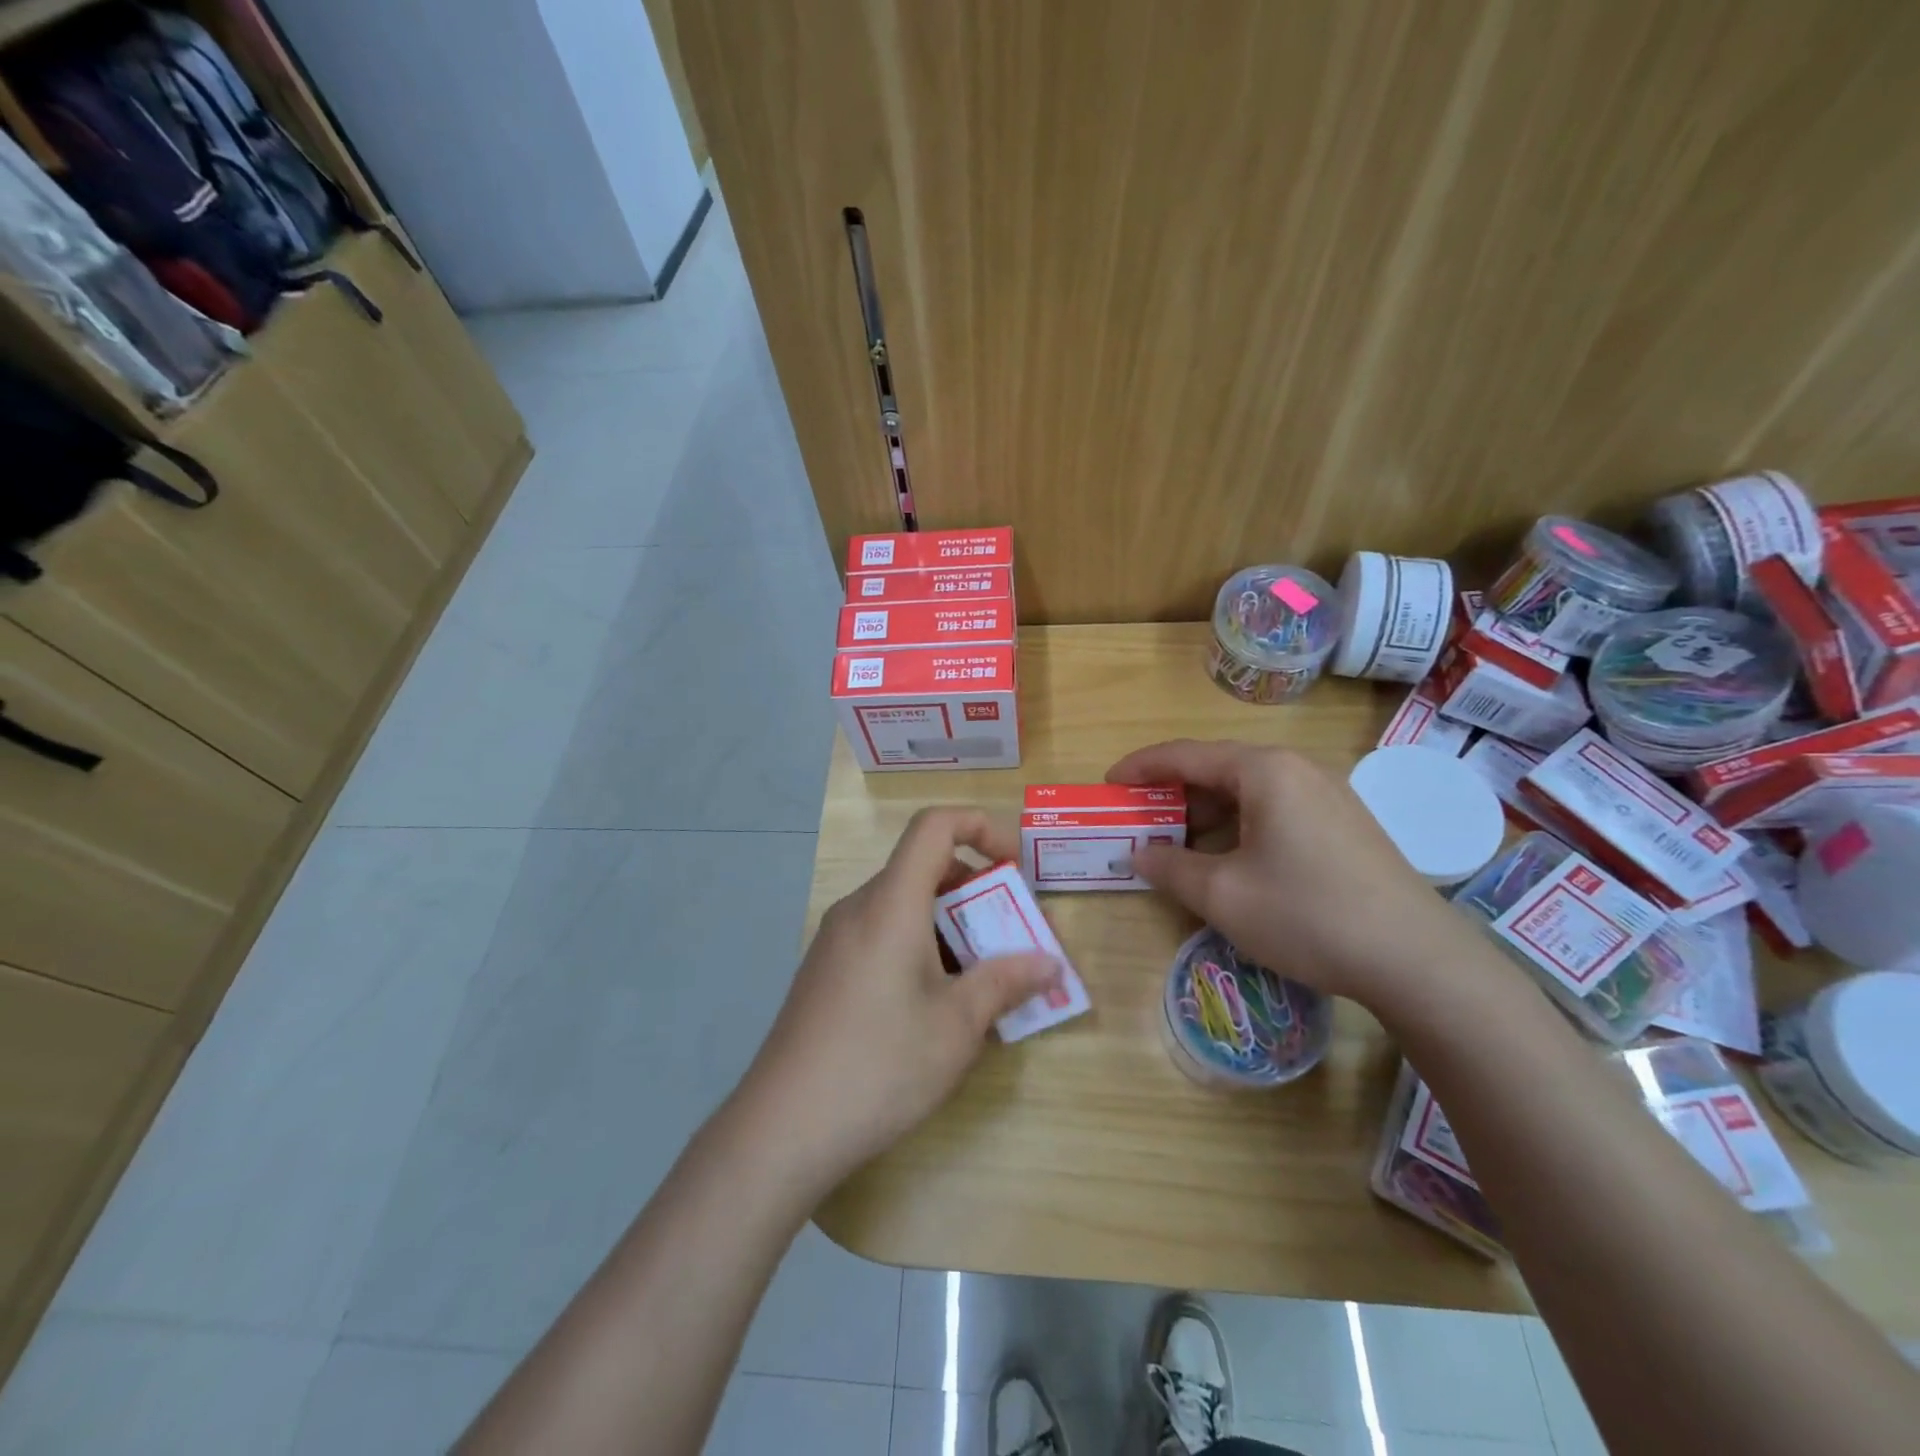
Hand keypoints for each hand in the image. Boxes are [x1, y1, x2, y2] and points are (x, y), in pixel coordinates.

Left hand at [738, 808, 1057, 1190]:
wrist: (782, 1128)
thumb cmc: (879, 1065)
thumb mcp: (956, 1025)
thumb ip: (1006, 983)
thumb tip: (1049, 964)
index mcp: (891, 903)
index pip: (934, 826)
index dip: (980, 827)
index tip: (1014, 867)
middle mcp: (859, 908)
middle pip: (923, 868)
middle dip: (977, 891)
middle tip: (1013, 936)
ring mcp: (836, 940)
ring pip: (905, 906)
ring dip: (951, 925)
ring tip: (984, 978)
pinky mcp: (827, 970)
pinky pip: (884, 934)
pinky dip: (921, 946)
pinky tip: (937, 1004)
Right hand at [1108, 739, 1477, 1006]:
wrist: (1416, 959)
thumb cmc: (1306, 914)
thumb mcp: (1222, 894)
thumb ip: (1169, 867)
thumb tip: (1137, 854)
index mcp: (1264, 770)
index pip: (1184, 755)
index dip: (1139, 768)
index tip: (1107, 784)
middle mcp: (1296, 768)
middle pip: (1217, 768)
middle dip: (1171, 792)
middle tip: (1137, 818)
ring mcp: (1327, 794)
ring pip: (1247, 790)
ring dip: (1205, 811)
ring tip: (1175, 841)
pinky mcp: (1343, 823)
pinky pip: (1274, 808)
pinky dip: (1238, 824)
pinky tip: (1228, 857)